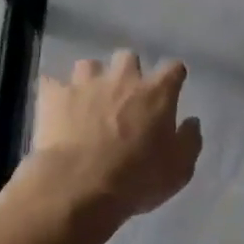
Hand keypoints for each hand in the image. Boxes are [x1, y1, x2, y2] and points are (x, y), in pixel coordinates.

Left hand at [27, 51, 201, 222]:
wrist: (80, 186)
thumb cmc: (137, 179)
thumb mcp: (179, 169)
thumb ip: (189, 141)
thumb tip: (191, 122)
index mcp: (157, 93)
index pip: (173, 68)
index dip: (173, 76)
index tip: (172, 87)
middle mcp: (122, 78)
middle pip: (128, 57)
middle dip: (128, 72)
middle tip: (126, 96)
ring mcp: (85, 83)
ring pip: (89, 65)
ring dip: (91, 79)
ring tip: (89, 100)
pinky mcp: (54, 95)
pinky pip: (52, 84)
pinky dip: (56, 94)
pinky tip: (57, 108)